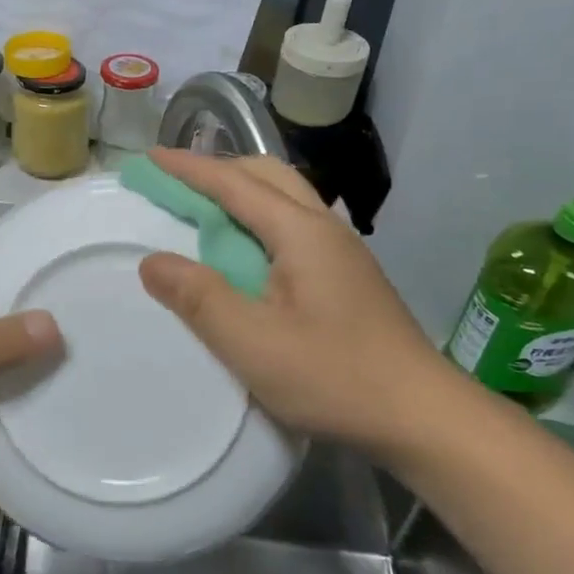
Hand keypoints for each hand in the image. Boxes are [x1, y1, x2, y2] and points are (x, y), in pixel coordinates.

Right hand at [137, 149, 454, 451]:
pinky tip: (250, 252)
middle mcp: (324, 228)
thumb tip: (152, 261)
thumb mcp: (251, 341)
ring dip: (242, 192)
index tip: (150, 157)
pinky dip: (259, 219)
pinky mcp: (349, 277)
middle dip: (218, 169)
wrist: (423, 417)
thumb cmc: (334, 376)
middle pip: (267, 175)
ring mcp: (343, 252)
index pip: (234, 183)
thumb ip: (198, 297)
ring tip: (206, 210)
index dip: (189, 168)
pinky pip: (295, 225)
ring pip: (285, 198)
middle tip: (176, 182)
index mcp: (300, 232)